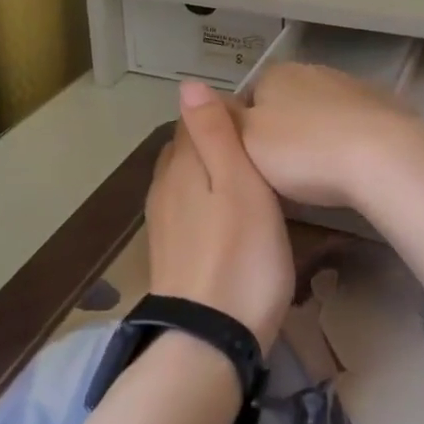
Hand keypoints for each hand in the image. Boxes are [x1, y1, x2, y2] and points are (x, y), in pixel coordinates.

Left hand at [145, 80, 292, 352]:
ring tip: (250, 183)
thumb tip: (188, 83)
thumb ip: (214, 132)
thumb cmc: (240, 253)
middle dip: (215, 142)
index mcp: (180, 164)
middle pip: (186, 149)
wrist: (210, 339)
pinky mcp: (169, 253)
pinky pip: (186, 209)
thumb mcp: (239, 183)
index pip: (192, 119)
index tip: (257, 124)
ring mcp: (162, 222)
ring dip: (211, 174)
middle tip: (260, 153)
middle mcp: (163, 187)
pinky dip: (206, 202)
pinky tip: (229, 218)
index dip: (223, 114)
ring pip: (185, 180)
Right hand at [239, 62, 423, 210]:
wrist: (381, 156)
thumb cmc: (303, 151)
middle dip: (284, 132)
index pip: (248, 97)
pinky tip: (353, 167)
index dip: (245, 131)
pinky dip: (350, 140)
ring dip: (319, 135)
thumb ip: (221, 118)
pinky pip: (356, 124)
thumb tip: (193, 90)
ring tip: (321, 175)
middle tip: (284, 174)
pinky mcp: (384, 105)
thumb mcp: (247, 140)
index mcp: (276, 74)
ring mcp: (352, 85)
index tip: (251, 163)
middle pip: (286, 103)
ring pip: (323, 112)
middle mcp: (313, 71)